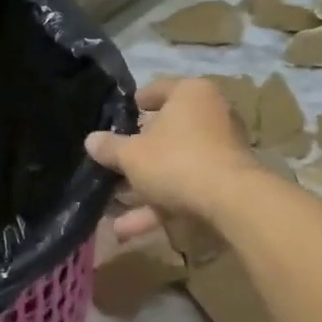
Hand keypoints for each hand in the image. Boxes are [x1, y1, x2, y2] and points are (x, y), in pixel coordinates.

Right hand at [85, 77, 263, 237]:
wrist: (231, 202)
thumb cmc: (176, 160)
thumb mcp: (132, 155)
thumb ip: (110, 148)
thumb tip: (91, 140)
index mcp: (190, 94)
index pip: (158, 90)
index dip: (135, 104)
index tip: (118, 117)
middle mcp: (210, 116)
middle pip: (166, 132)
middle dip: (136, 156)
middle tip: (111, 165)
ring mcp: (220, 151)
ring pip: (173, 167)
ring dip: (142, 190)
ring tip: (110, 208)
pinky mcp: (224, 182)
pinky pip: (185, 189)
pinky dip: (159, 207)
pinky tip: (127, 231)